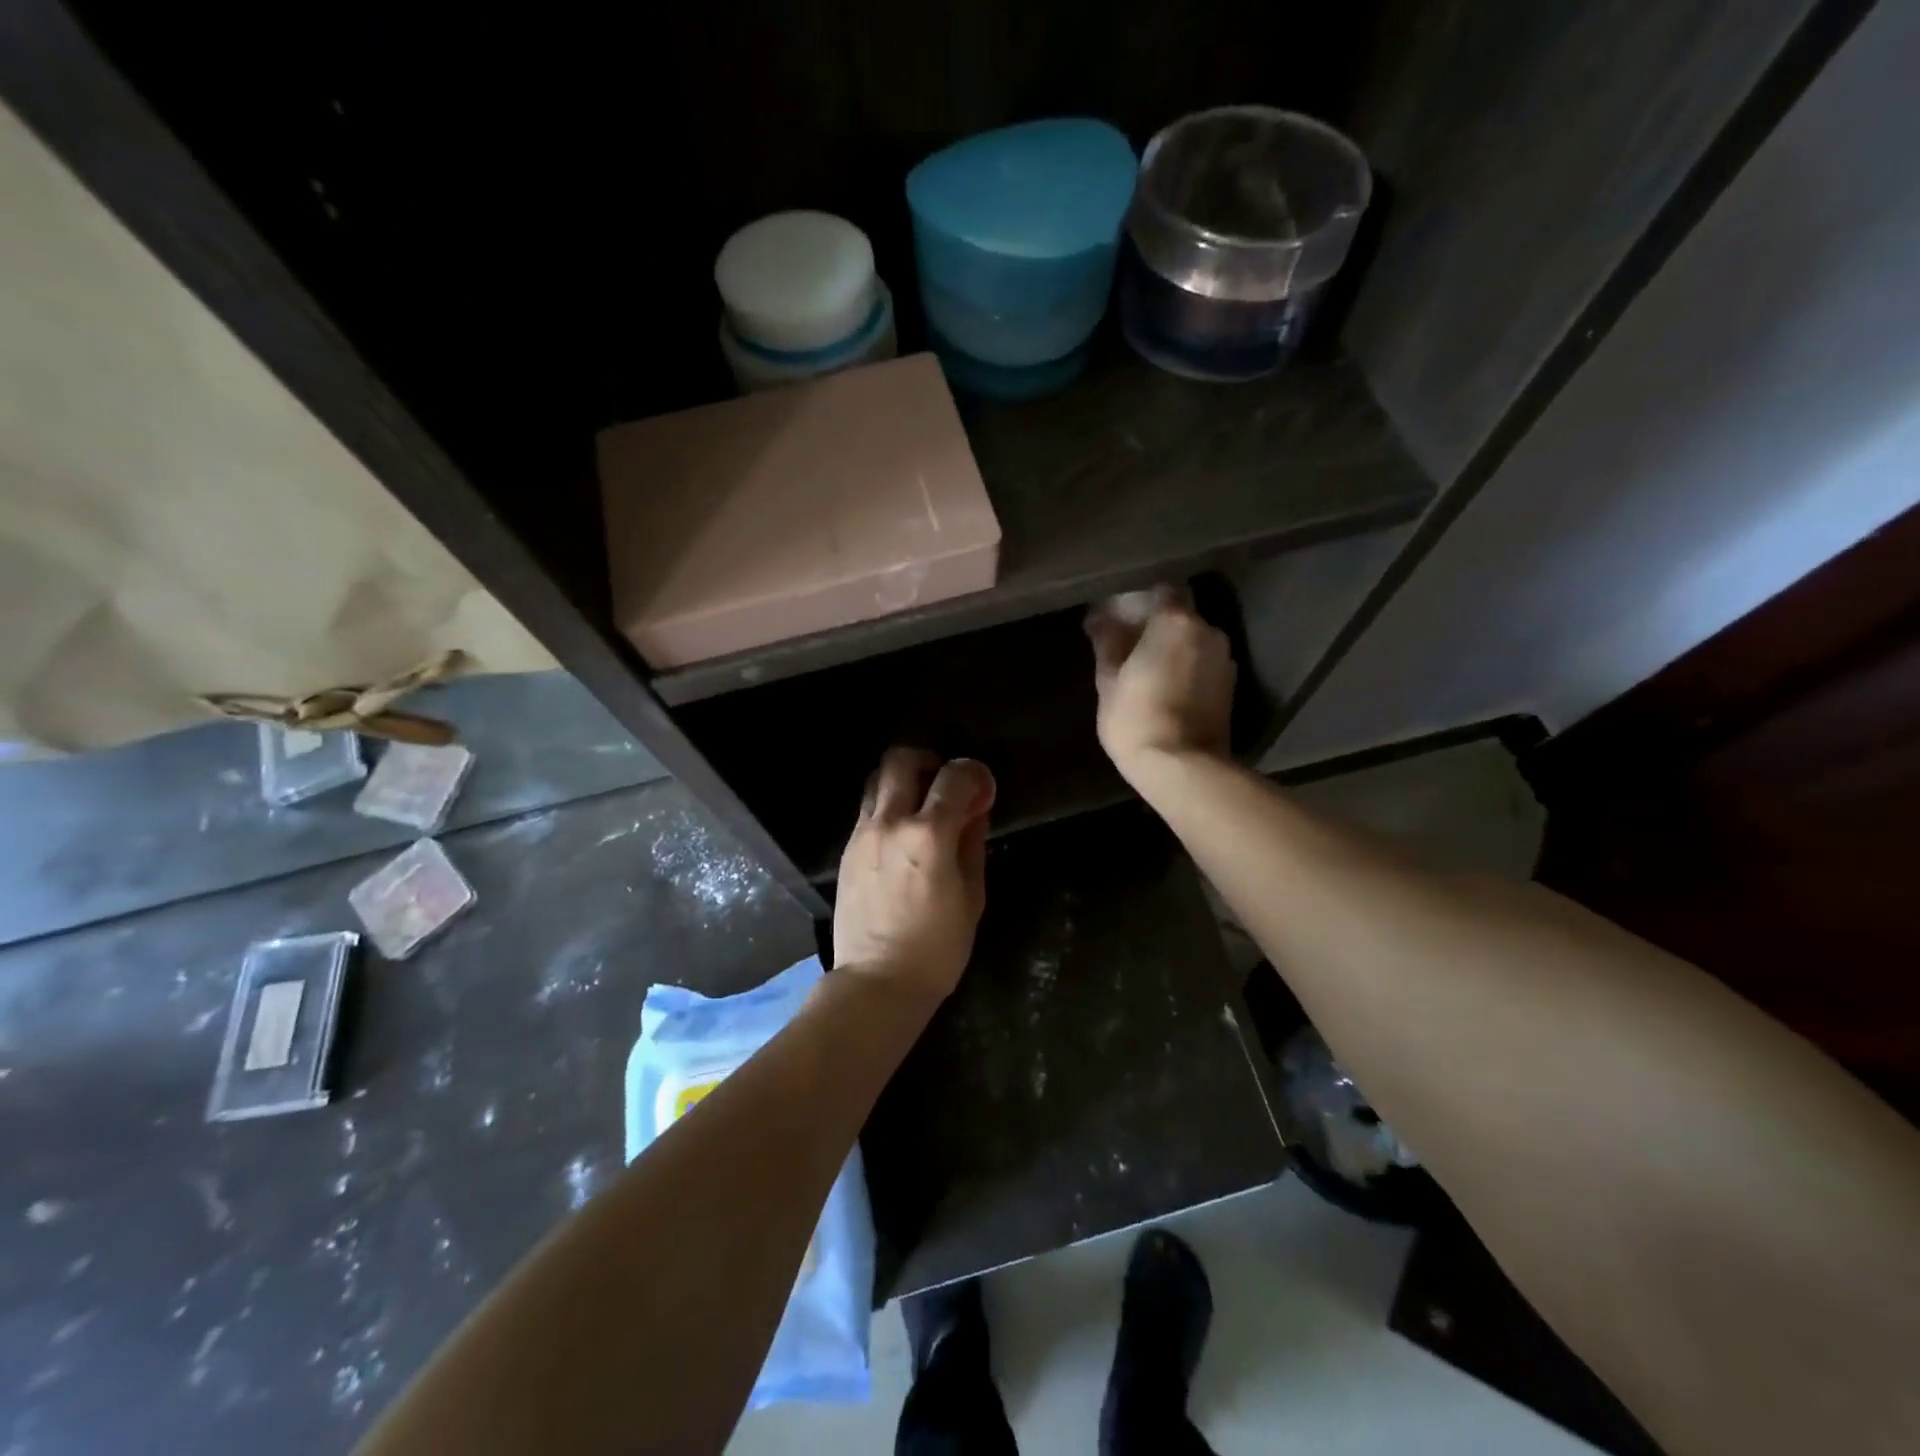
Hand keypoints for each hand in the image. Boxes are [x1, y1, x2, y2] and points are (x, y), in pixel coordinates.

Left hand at [834, 748, 994, 1003]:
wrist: (877, 982)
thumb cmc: (937, 948)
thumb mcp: (972, 897)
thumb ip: (972, 845)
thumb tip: (974, 811)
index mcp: (928, 836)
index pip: (954, 777)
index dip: (974, 773)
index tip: (982, 788)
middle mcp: (890, 823)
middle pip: (901, 760)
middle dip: (929, 761)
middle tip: (945, 783)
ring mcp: (862, 835)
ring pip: (877, 780)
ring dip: (902, 781)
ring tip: (920, 806)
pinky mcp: (847, 850)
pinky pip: (867, 810)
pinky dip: (887, 807)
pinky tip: (901, 835)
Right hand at [1086, 591, 1236, 780]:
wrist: (1182, 767)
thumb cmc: (1136, 718)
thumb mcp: (1109, 680)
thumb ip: (1107, 643)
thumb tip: (1099, 618)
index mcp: (1175, 621)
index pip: (1160, 592)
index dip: (1139, 603)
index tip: (1119, 620)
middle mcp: (1208, 631)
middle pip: (1180, 616)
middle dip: (1156, 627)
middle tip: (1128, 647)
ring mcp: (1224, 660)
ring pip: (1194, 642)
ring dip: (1173, 649)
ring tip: (1147, 671)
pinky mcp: (1231, 687)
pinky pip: (1203, 664)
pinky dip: (1187, 669)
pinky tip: (1166, 689)